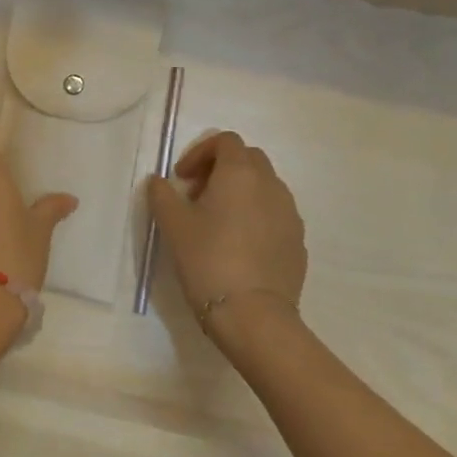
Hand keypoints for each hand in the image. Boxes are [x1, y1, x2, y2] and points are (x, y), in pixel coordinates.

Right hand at [149, 130, 306, 327]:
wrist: (253, 315)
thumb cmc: (208, 260)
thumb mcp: (173, 225)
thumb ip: (162, 194)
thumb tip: (159, 181)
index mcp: (240, 173)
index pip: (225, 141)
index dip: (200, 152)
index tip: (182, 179)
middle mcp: (271, 185)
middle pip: (248, 159)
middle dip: (221, 169)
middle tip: (197, 196)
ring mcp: (289, 213)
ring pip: (264, 186)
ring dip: (240, 192)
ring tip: (217, 222)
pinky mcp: (298, 240)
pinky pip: (275, 214)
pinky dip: (256, 216)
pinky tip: (239, 246)